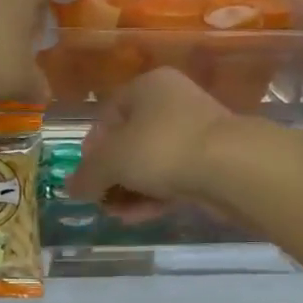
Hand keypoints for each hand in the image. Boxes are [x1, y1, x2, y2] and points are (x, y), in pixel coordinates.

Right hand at [67, 68, 233, 204]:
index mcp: (148, 86)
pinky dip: (155, 195)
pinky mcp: (212, 161)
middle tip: (101, 199)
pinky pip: (175, 176)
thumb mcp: (112, 161)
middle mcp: (173, 102)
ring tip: (118, 214)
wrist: (231, 167)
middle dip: (113, 174)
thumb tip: (71, 188)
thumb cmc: (162, 148)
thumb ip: (88, 175)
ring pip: (153, 162)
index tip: (86, 175)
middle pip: (131, 140)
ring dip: (132, 189)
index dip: (92, 146)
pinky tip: (140, 216)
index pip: (109, 113)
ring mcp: (196, 132)